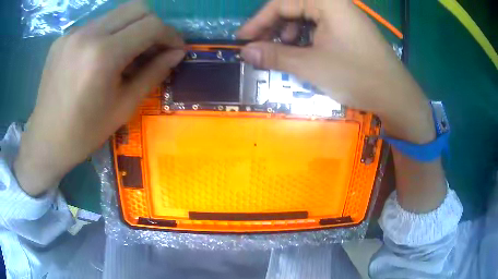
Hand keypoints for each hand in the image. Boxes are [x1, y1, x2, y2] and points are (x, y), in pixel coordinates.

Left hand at [14, 1, 184, 196]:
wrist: (46, 140)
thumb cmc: (85, 133)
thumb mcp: (124, 107)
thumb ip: (153, 74)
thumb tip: (177, 54)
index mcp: (103, 55)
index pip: (151, 26)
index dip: (170, 34)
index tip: (175, 49)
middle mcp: (88, 34)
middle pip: (137, 8)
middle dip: (153, 24)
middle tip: (154, 47)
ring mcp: (73, 33)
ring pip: (116, 13)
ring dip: (131, 28)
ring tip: (127, 54)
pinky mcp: (63, 37)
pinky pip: (96, 25)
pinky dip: (108, 34)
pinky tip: (102, 57)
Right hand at [238, 0, 434, 143]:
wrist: (396, 97)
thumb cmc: (357, 76)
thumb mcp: (311, 65)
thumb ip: (275, 56)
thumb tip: (245, 52)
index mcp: (327, 2)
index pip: (281, 3)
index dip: (258, 22)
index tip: (242, 40)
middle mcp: (335, 4)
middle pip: (294, 8)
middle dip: (274, 28)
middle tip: (260, 48)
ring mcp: (345, 17)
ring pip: (307, 19)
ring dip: (289, 34)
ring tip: (281, 53)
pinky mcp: (350, 31)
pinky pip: (320, 28)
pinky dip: (306, 40)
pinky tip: (303, 54)